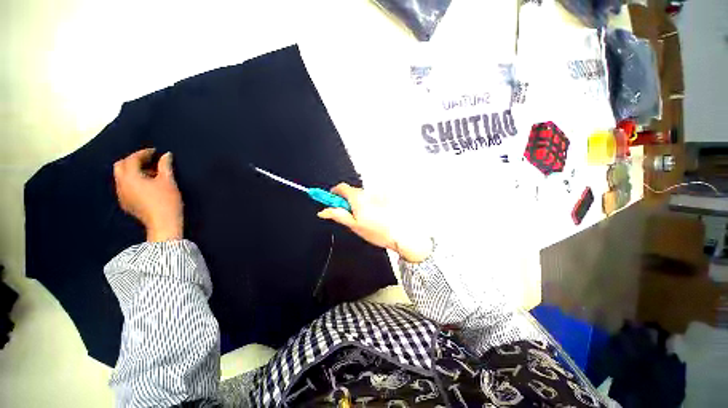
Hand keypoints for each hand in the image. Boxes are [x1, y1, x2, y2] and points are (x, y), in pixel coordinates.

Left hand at [113, 148, 183, 241]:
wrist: (163, 223)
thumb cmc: (166, 200)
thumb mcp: (168, 181)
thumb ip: (165, 166)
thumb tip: (166, 155)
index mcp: (130, 177)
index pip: (132, 159)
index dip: (143, 153)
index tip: (155, 151)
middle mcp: (121, 184)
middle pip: (120, 166)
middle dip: (133, 160)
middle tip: (149, 160)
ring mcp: (121, 194)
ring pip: (121, 176)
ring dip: (132, 170)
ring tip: (149, 172)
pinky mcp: (125, 203)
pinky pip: (124, 186)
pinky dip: (132, 180)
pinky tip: (146, 185)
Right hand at [317, 183, 431, 262]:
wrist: (401, 234)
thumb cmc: (378, 231)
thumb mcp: (354, 225)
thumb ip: (337, 215)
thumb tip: (324, 211)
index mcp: (358, 198)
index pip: (341, 187)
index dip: (334, 193)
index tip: (331, 199)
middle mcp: (368, 192)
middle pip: (352, 192)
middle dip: (347, 201)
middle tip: (350, 216)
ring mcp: (378, 194)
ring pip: (363, 196)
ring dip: (360, 204)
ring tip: (367, 219)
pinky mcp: (387, 197)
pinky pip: (374, 198)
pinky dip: (371, 204)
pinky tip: (377, 216)